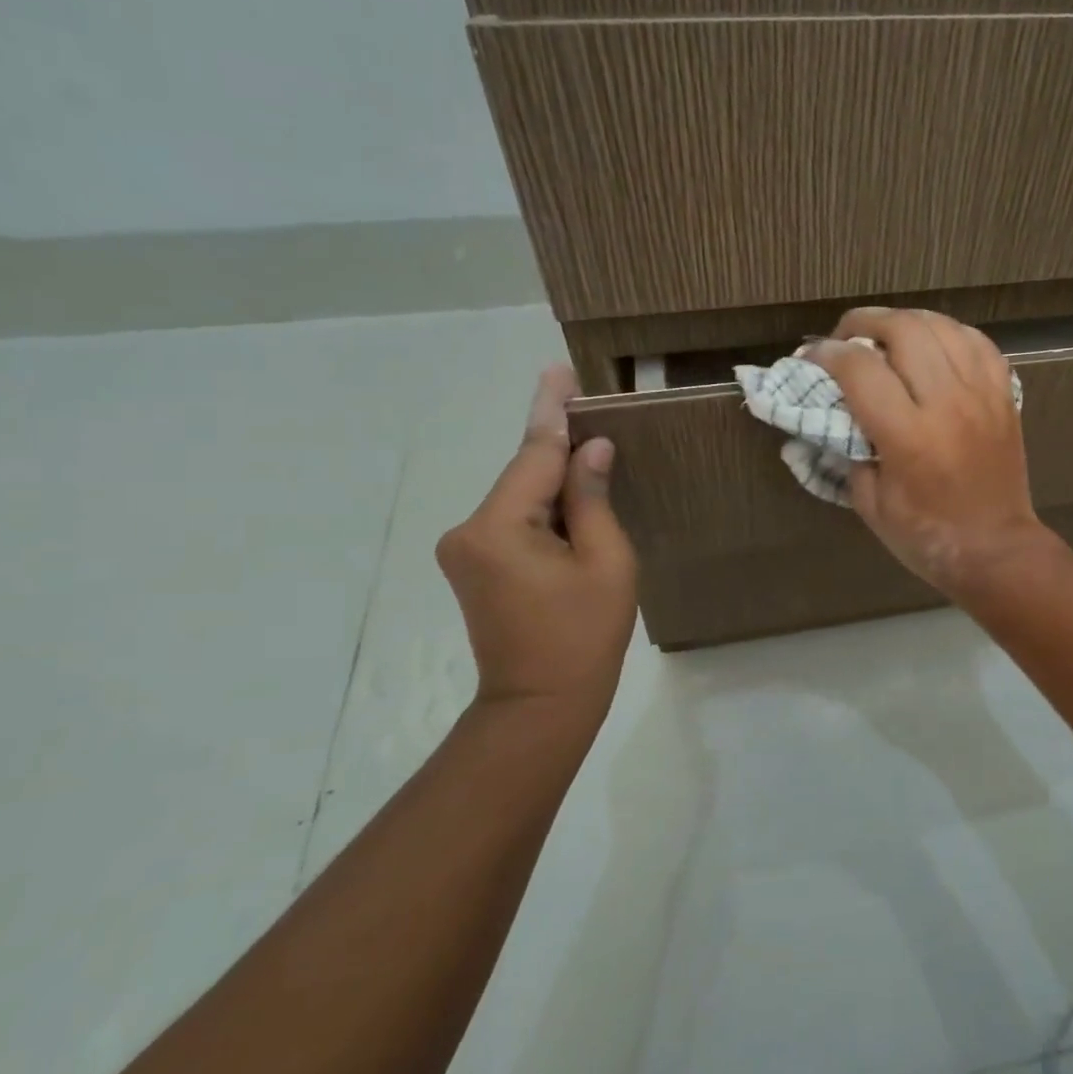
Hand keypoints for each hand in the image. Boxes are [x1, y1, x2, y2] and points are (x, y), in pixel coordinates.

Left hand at [436, 365, 637, 713]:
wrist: (541, 704)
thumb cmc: (584, 635)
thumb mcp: (607, 562)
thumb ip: (594, 499)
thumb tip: (591, 449)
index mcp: (500, 527)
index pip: (534, 453)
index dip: (553, 410)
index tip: (558, 369)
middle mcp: (469, 529)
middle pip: (525, 474)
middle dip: (561, 449)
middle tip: (595, 414)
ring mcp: (465, 549)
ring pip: (521, 497)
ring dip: (557, 483)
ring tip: (597, 465)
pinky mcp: (472, 565)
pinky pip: (514, 520)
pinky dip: (545, 508)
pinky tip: (574, 505)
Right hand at [806, 308, 1050, 596]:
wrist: (996, 549)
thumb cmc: (926, 536)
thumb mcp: (869, 504)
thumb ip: (848, 452)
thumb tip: (834, 412)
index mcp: (908, 437)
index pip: (860, 369)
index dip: (827, 353)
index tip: (812, 356)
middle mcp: (947, 404)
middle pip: (903, 330)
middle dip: (865, 322)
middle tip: (848, 338)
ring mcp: (981, 395)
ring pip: (941, 326)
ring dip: (905, 322)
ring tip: (886, 337)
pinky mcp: (1003, 396)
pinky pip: (977, 342)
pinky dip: (948, 333)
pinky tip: (932, 344)